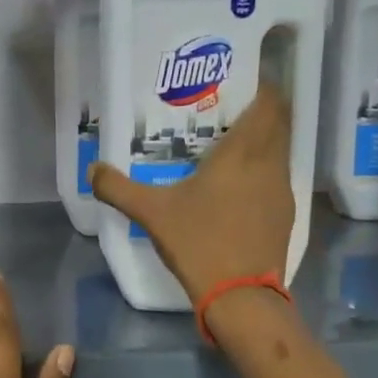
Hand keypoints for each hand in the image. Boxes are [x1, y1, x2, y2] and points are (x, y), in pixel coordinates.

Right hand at [90, 84, 295, 303]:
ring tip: (227, 148)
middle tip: (226, 112)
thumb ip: (119, 188)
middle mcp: (270, 164)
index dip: (262, 86)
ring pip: (279, 152)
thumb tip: (93, 170)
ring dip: (261, 144)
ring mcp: (281, 191)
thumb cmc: (199, 242)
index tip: (238, 82)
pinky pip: (275, 179)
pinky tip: (234, 188)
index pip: (270, 102)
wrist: (240, 295)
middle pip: (279, 123)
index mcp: (244, 152)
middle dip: (259, 112)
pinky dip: (260, 173)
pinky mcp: (284, 216)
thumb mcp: (151, 213)